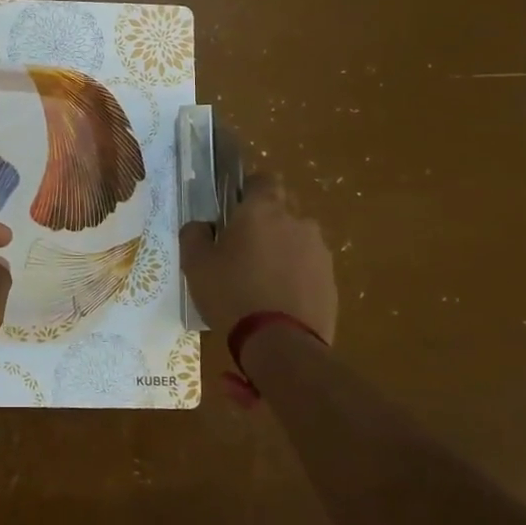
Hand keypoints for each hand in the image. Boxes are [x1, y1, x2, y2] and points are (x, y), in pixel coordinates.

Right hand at [179, 176, 337, 344]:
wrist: (280, 344)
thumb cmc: (231, 294)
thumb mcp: (195, 264)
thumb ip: (194, 234)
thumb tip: (202, 225)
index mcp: (262, 209)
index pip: (263, 179)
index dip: (249, 190)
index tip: (235, 208)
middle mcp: (296, 221)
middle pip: (282, 210)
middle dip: (266, 223)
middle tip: (243, 249)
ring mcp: (319, 251)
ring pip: (297, 240)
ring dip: (283, 251)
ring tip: (263, 281)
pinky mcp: (331, 281)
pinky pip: (309, 268)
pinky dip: (296, 277)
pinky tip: (279, 301)